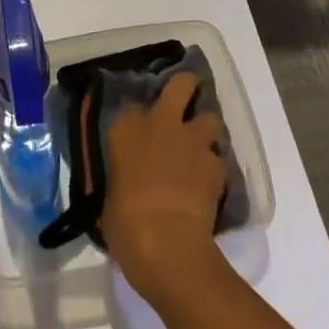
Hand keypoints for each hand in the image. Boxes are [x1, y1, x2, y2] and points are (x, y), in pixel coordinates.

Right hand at [101, 72, 226, 307]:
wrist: (167, 244)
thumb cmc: (125, 224)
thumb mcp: (109, 196)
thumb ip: (122, 176)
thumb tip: (127, 181)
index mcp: (126, 128)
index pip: (132, 104)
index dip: (139, 116)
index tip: (140, 127)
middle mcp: (160, 123)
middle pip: (181, 84)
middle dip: (185, 88)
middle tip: (183, 102)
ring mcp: (192, 141)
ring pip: (209, 118)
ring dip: (205, 130)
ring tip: (200, 147)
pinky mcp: (216, 164)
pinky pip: (219, 157)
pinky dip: (214, 166)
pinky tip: (209, 182)